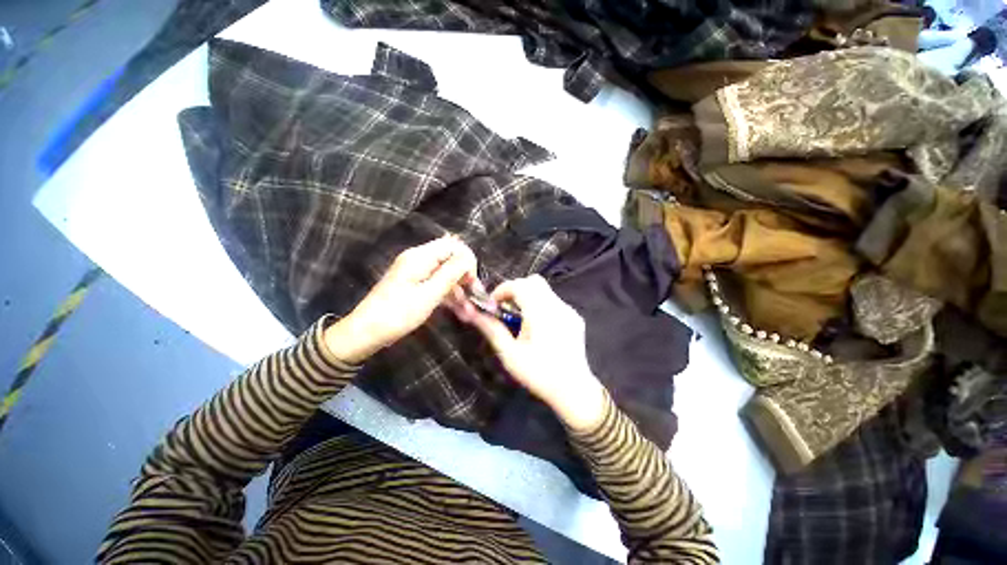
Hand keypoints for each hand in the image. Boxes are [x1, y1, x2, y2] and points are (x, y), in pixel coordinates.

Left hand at [324, 236, 476, 364]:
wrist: (366, 332)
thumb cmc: (397, 314)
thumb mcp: (429, 295)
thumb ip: (450, 273)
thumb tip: (468, 257)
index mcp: (420, 257)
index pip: (454, 245)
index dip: (467, 261)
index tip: (471, 282)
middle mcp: (418, 258)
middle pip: (450, 257)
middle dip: (464, 275)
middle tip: (473, 296)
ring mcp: (415, 271)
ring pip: (445, 272)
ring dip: (458, 288)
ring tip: (468, 311)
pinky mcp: (414, 283)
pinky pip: (437, 282)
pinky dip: (448, 293)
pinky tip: (457, 309)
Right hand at [449, 275, 605, 430]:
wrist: (574, 390)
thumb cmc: (539, 374)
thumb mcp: (510, 355)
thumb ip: (493, 330)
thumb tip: (474, 314)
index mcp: (541, 314)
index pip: (519, 285)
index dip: (502, 290)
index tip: (493, 304)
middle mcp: (557, 306)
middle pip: (533, 281)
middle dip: (515, 289)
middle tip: (506, 308)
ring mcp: (568, 310)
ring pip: (545, 289)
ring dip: (528, 296)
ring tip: (521, 318)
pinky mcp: (575, 317)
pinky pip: (554, 301)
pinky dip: (540, 304)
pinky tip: (538, 326)